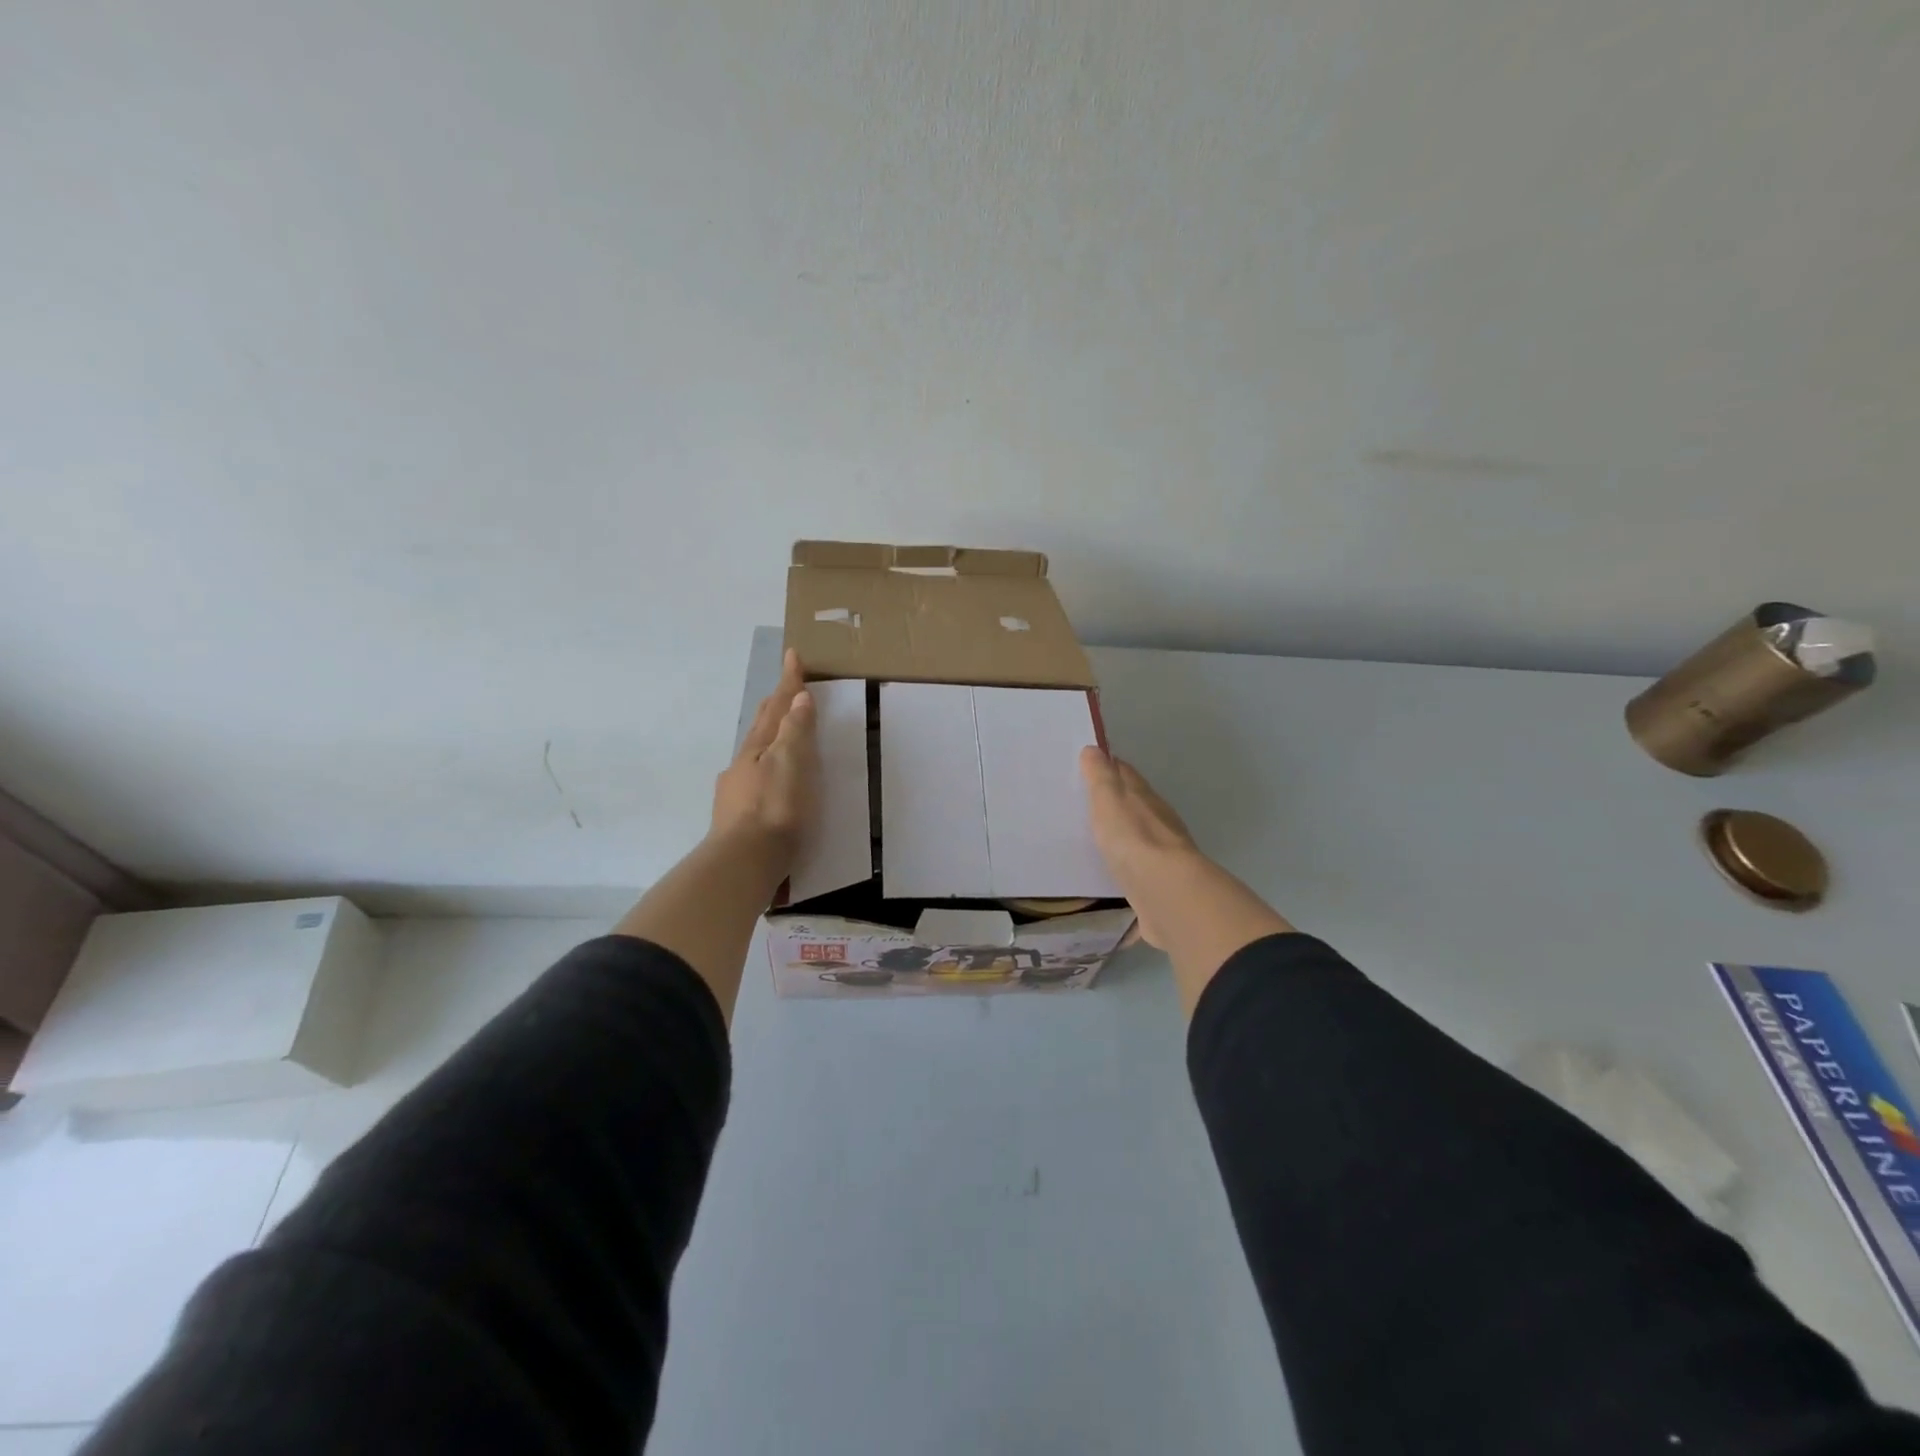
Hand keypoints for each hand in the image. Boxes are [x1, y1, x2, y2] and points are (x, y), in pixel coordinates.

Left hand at [711, 649, 817, 861]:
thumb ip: (795, 731)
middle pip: (760, 727)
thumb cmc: (775, 810)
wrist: (743, 864)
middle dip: (774, 706)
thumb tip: (798, 697)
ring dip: (769, 737)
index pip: (777, 707)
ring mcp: (736, 792)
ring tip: (781, 734)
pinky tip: (769, 783)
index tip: (792, 655)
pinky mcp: (739, 818)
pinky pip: (755, 780)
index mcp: (758, 748)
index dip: (788, 682)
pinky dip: (766, 768)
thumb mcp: (791, 764)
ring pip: (755, 754)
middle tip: (785, 688)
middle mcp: (742, 765)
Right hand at [1080, 746, 1293, 1011]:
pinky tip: (1113, 867)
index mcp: (1144, 796)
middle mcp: (1157, 820)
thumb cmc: (1132, 839)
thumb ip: (1101, 777)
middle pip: (1134, 802)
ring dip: (1121, 831)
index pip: (1124, 773)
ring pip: (1138, 833)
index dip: (1107, 766)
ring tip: (1095, 834)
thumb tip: (1094, 749)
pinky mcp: (1158, 882)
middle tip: (1085, 800)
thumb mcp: (1109, 800)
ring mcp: (1161, 852)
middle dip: (1113, 799)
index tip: (1088, 764)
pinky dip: (1126, 860)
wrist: (1165, 893)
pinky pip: (1137, 864)